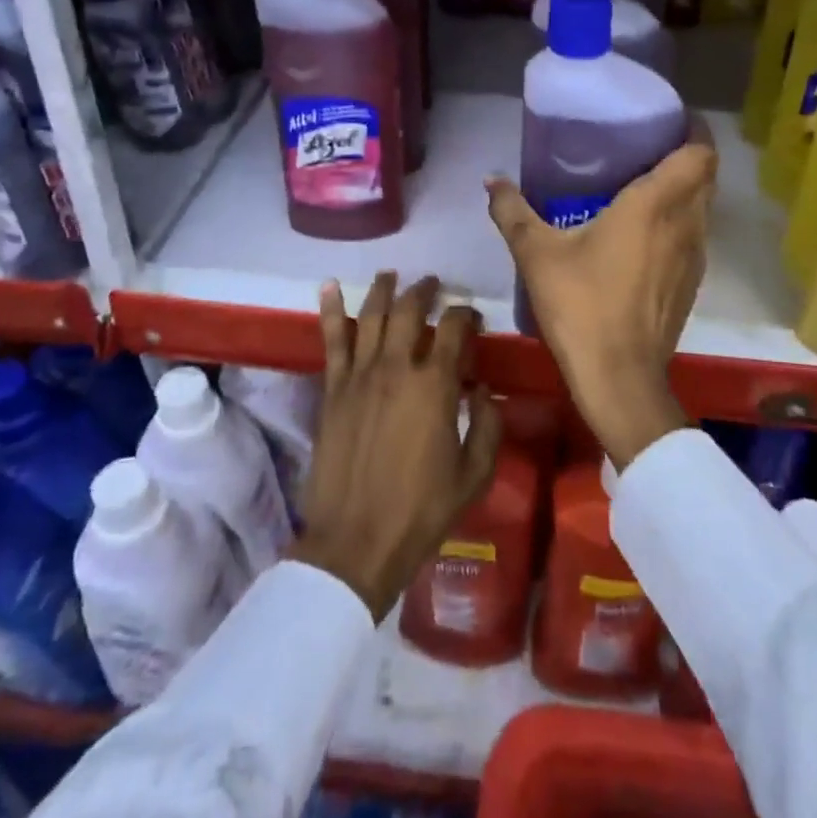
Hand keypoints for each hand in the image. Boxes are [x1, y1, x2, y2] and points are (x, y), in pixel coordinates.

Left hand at [291, 272, 502, 621]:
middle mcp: (396, 367)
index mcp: (435, 385)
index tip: (471, 317)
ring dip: (383, 289)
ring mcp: (359, 375)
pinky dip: (329, 310)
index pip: (453, 329)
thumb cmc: (421, 511)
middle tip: (434, 285)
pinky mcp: (333, 389)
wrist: (355, 542)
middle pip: (410, 310)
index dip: (466, 315)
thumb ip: (488, 426)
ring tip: (392, 275)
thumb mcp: (474, 474)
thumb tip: (483, 390)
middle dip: (426, 291)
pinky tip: (328, 286)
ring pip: (371, 315)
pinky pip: (331, 340)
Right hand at [486, 122, 714, 469]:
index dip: (694, 131)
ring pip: (702, 208)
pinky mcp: (692, 284)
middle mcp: (685, 224)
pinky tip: (643, 236)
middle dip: (685, 157)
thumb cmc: (581, 305)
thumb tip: (490, 180)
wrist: (619, 378)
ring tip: (643, 187)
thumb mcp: (536, 253)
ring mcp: (695, 257)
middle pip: (705, 177)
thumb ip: (512, 211)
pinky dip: (678, 223)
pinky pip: (694, 237)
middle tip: (645, 148)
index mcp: (655, 204)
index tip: (667, 120)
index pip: (700, 153)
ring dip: (683, 192)